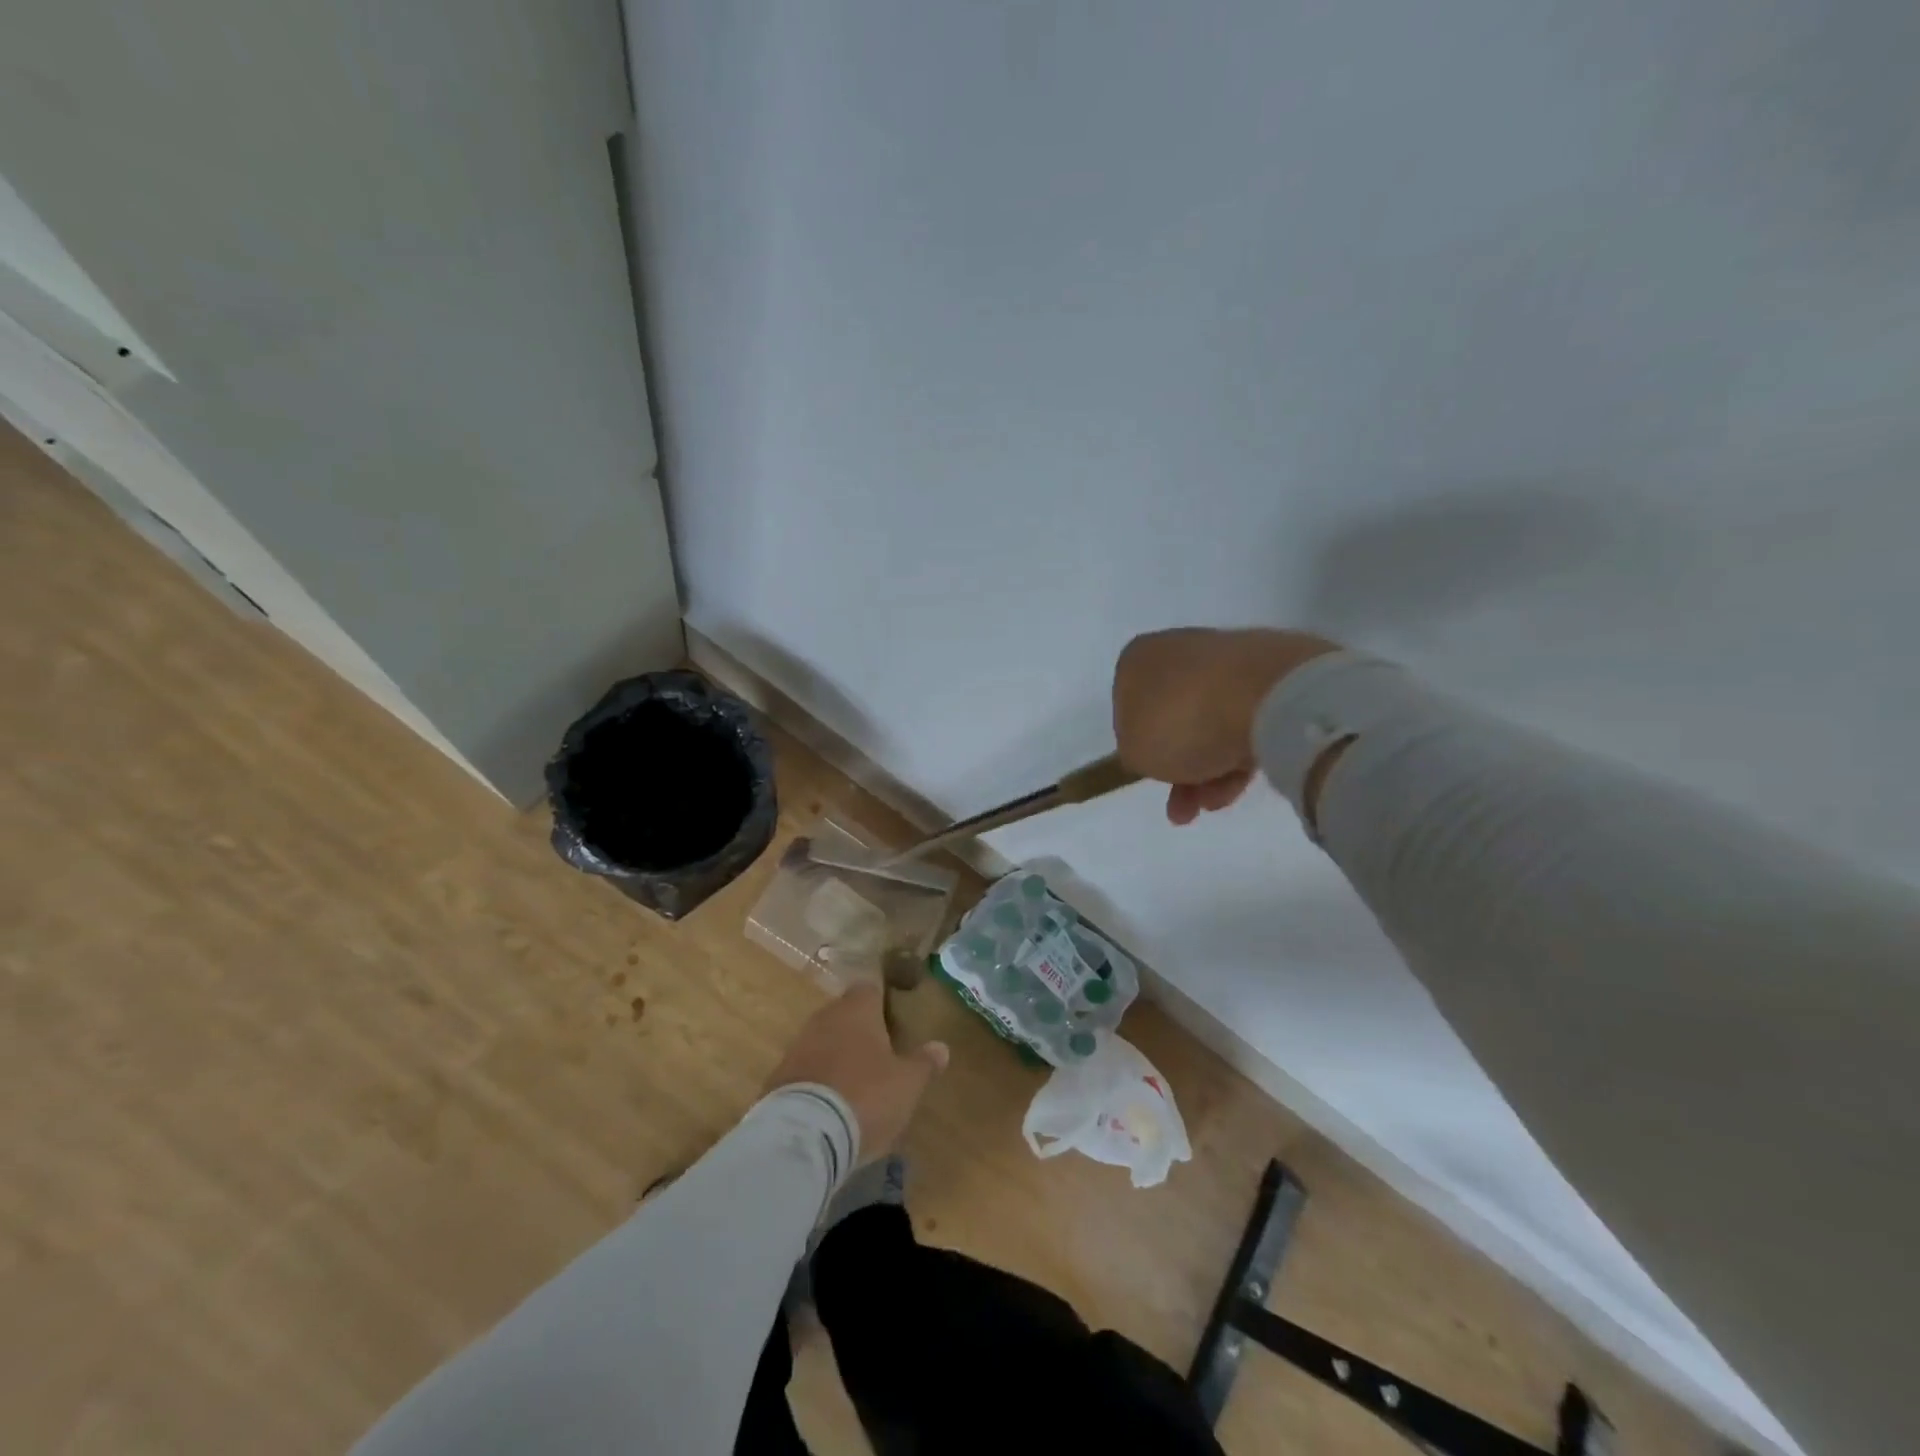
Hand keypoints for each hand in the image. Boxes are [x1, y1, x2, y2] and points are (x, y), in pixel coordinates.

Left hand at [764, 984, 948, 1162]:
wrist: (804, 1134)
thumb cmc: (866, 1096)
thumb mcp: (907, 1084)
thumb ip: (924, 1062)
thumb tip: (941, 1047)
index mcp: (858, 1009)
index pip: (869, 988)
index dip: (881, 1001)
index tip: (893, 1019)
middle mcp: (825, 1018)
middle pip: (844, 1014)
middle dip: (859, 1030)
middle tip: (878, 1055)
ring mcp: (797, 1045)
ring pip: (823, 1041)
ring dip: (836, 1055)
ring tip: (854, 1083)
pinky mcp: (778, 1077)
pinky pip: (805, 1069)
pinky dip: (817, 1080)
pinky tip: (828, 1104)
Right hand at [1112, 627, 1339, 823]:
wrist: (1266, 696)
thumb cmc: (1181, 720)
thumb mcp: (1134, 751)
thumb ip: (1136, 751)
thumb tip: (1153, 747)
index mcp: (1139, 658)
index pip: (1128, 705)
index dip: (1139, 744)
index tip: (1150, 772)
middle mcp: (1180, 650)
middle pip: (1173, 717)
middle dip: (1178, 766)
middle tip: (1183, 808)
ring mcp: (1228, 659)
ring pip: (1210, 722)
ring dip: (1208, 770)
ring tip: (1213, 804)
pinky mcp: (1271, 672)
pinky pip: (1245, 719)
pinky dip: (1239, 752)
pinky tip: (1240, 783)